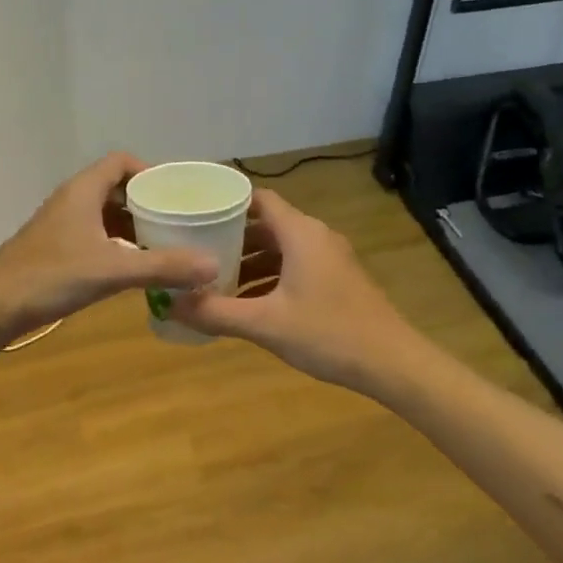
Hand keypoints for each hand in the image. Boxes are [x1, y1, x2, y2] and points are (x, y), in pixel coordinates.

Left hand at [0, 154, 219, 344]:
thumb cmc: (50, 277)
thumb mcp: (111, 270)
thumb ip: (162, 267)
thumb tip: (212, 266)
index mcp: (82, 191)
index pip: (121, 162)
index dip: (151, 171)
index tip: (177, 192)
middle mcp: (71, 201)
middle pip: (115, 187)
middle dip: (147, 201)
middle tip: (179, 219)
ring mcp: (60, 226)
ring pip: (104, 214)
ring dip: (133, 224)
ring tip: (164, 242)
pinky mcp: (55, 249)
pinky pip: (94, 235)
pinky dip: (117, 244)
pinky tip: (133, 266)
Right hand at [172, 190, 426, 391]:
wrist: (392, 362)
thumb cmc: (328, 334)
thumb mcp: (265, 324)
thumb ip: (216, 313)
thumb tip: (170, 304)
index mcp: (301, 233)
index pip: (258, 199)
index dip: (226, 204)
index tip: (195, 216)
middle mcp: (316, 236)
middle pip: (267, 224)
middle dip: (232, 238)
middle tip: (196, 252)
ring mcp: (330, 259)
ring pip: (282, 249)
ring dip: (251, 262)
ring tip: (215, 282)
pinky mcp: (338, 280)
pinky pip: (296, 266)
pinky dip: (270, 277)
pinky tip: (249, 304)